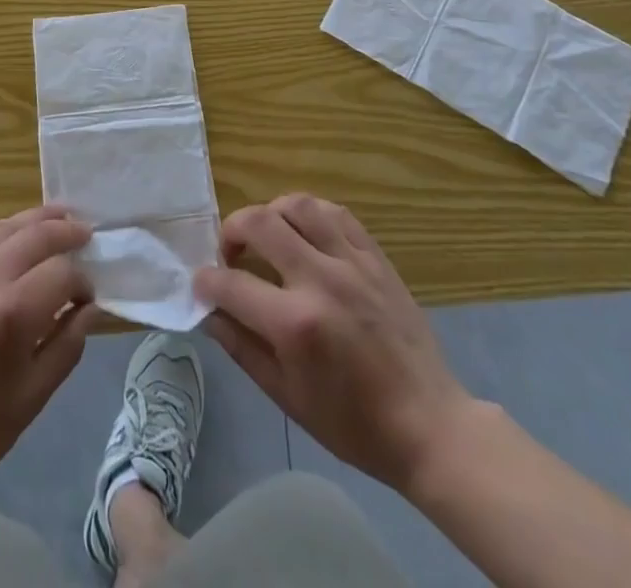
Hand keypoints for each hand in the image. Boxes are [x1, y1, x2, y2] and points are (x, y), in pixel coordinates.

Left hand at [0, 205, 98, 506]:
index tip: (86, 299)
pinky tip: (2, 234)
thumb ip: (68, 346)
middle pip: (36, 235)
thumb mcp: (32, 399)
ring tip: (56, 218)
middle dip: (67, 232)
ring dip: (34, 220)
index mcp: (13, 312)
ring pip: (2, 227)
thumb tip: (90, 308)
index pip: (63, 273)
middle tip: (85, 234)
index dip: (82, 282)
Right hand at [195, 194, 474, 494]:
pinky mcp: (375, 257)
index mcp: (295, 324)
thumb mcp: (287, 397)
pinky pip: (336, 213)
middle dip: (231, 231)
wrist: (428, 425)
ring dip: (270, 214)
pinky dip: (310, 214)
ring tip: (266, 236)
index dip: (207, 281)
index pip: (232, 284)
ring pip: (298, 206)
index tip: (201, 284)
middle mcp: (320, 280)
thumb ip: (242, 348)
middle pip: (260, 223)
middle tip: (229, 253)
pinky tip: (303, 232)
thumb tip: (209, 312)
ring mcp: (352, 263)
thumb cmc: (354, 424)